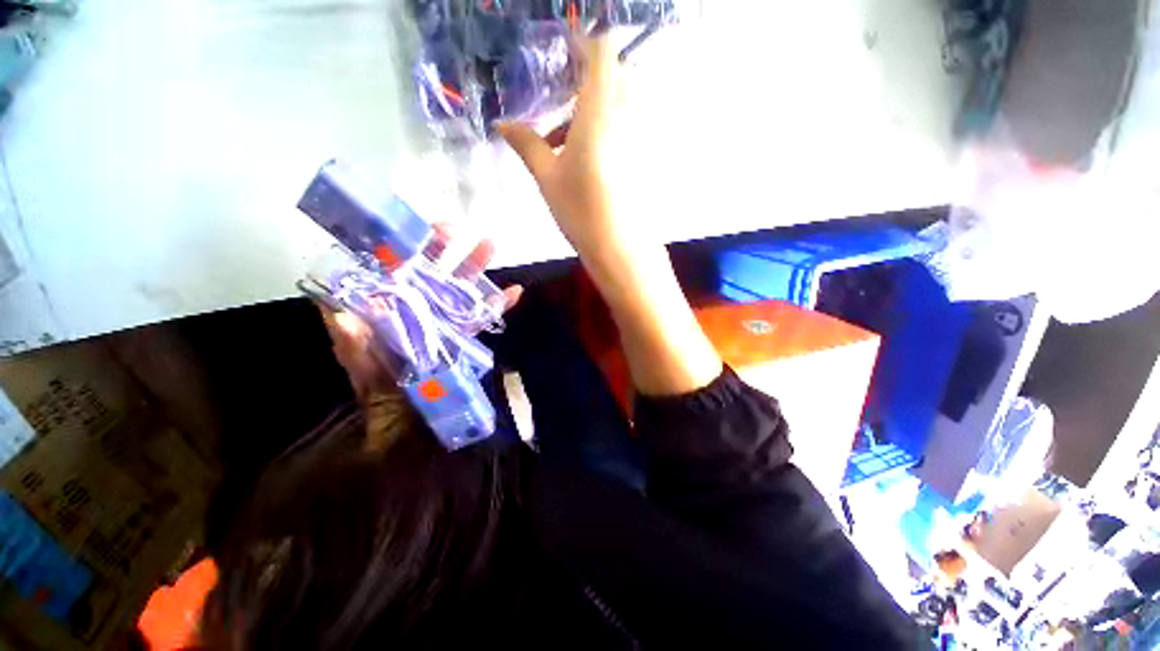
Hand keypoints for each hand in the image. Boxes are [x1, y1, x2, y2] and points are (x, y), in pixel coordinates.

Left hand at [319, 229, 521, 402]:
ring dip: (476, 265)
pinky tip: (514, 292)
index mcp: (391, 298)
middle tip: (455, 230)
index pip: (398, 263)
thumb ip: (350, 338)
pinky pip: (482, 314)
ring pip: (462, 284)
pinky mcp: (463, 329)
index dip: (405, 244)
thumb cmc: (373, 374)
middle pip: (433, 266)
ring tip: (490, 245)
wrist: (402, 403)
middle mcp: (420, 299)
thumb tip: (345, 316)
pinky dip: (498, 304)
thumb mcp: (354, 356)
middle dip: (443, 246)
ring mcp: (445, 313)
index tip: (409, 230)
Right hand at [496, 37, 629, 266]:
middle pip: (614, 74)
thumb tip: (502, 123)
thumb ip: (526, 143)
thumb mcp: (547, 176)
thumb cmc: (580, 210)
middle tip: (559, 97)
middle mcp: (627, 115)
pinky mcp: (645, 157)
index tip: (563, 51)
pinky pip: (628, 126)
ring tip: (562, 137)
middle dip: (587, 78)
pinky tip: (584, 156)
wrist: (619, 247)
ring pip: (621, 102)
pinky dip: (607, 127)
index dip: (584, 44)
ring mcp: (641, 137)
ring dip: (594, 107)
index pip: (602, 52)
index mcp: (600, 110)